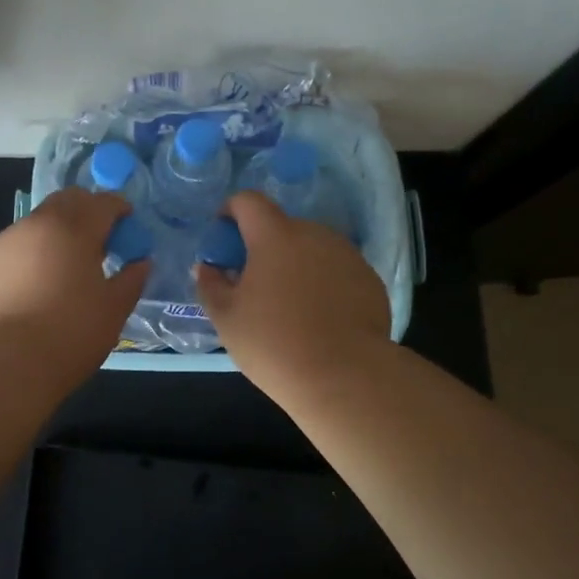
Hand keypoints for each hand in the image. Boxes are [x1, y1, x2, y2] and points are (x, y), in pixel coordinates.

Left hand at [0, 188, 149, 386]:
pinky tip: (31, 288)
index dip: (119, 209)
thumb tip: (141, 263)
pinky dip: (28, 256)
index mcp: (73, 228)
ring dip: (54, 234)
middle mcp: (36, 224)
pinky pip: (12, 248)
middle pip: (66, 201)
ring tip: (61, 269)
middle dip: (85, 212)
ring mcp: (3, 241)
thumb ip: (131, 280)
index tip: (127, 225)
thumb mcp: (113, 310)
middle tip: (97, 241)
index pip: (103, 202)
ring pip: (36, 224)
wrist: (4, 363)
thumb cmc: (70, 334)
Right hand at [194, 192, 389, 400]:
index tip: (224, 236)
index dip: (231, 211)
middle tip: (254, 283)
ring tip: (290, 306)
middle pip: (282, 227)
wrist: (346, 377)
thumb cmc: (274, 343)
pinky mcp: (370, 280)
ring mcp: (347, 255)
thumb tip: (207, 267)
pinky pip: (337, 271)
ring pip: (312, 249)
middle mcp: (315, 234)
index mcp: (275, 236)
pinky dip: (324, 284)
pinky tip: (320, 319)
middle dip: (264, 246)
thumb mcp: (226, 319)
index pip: (248, 201)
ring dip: (296, 265)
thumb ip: (210, 285)